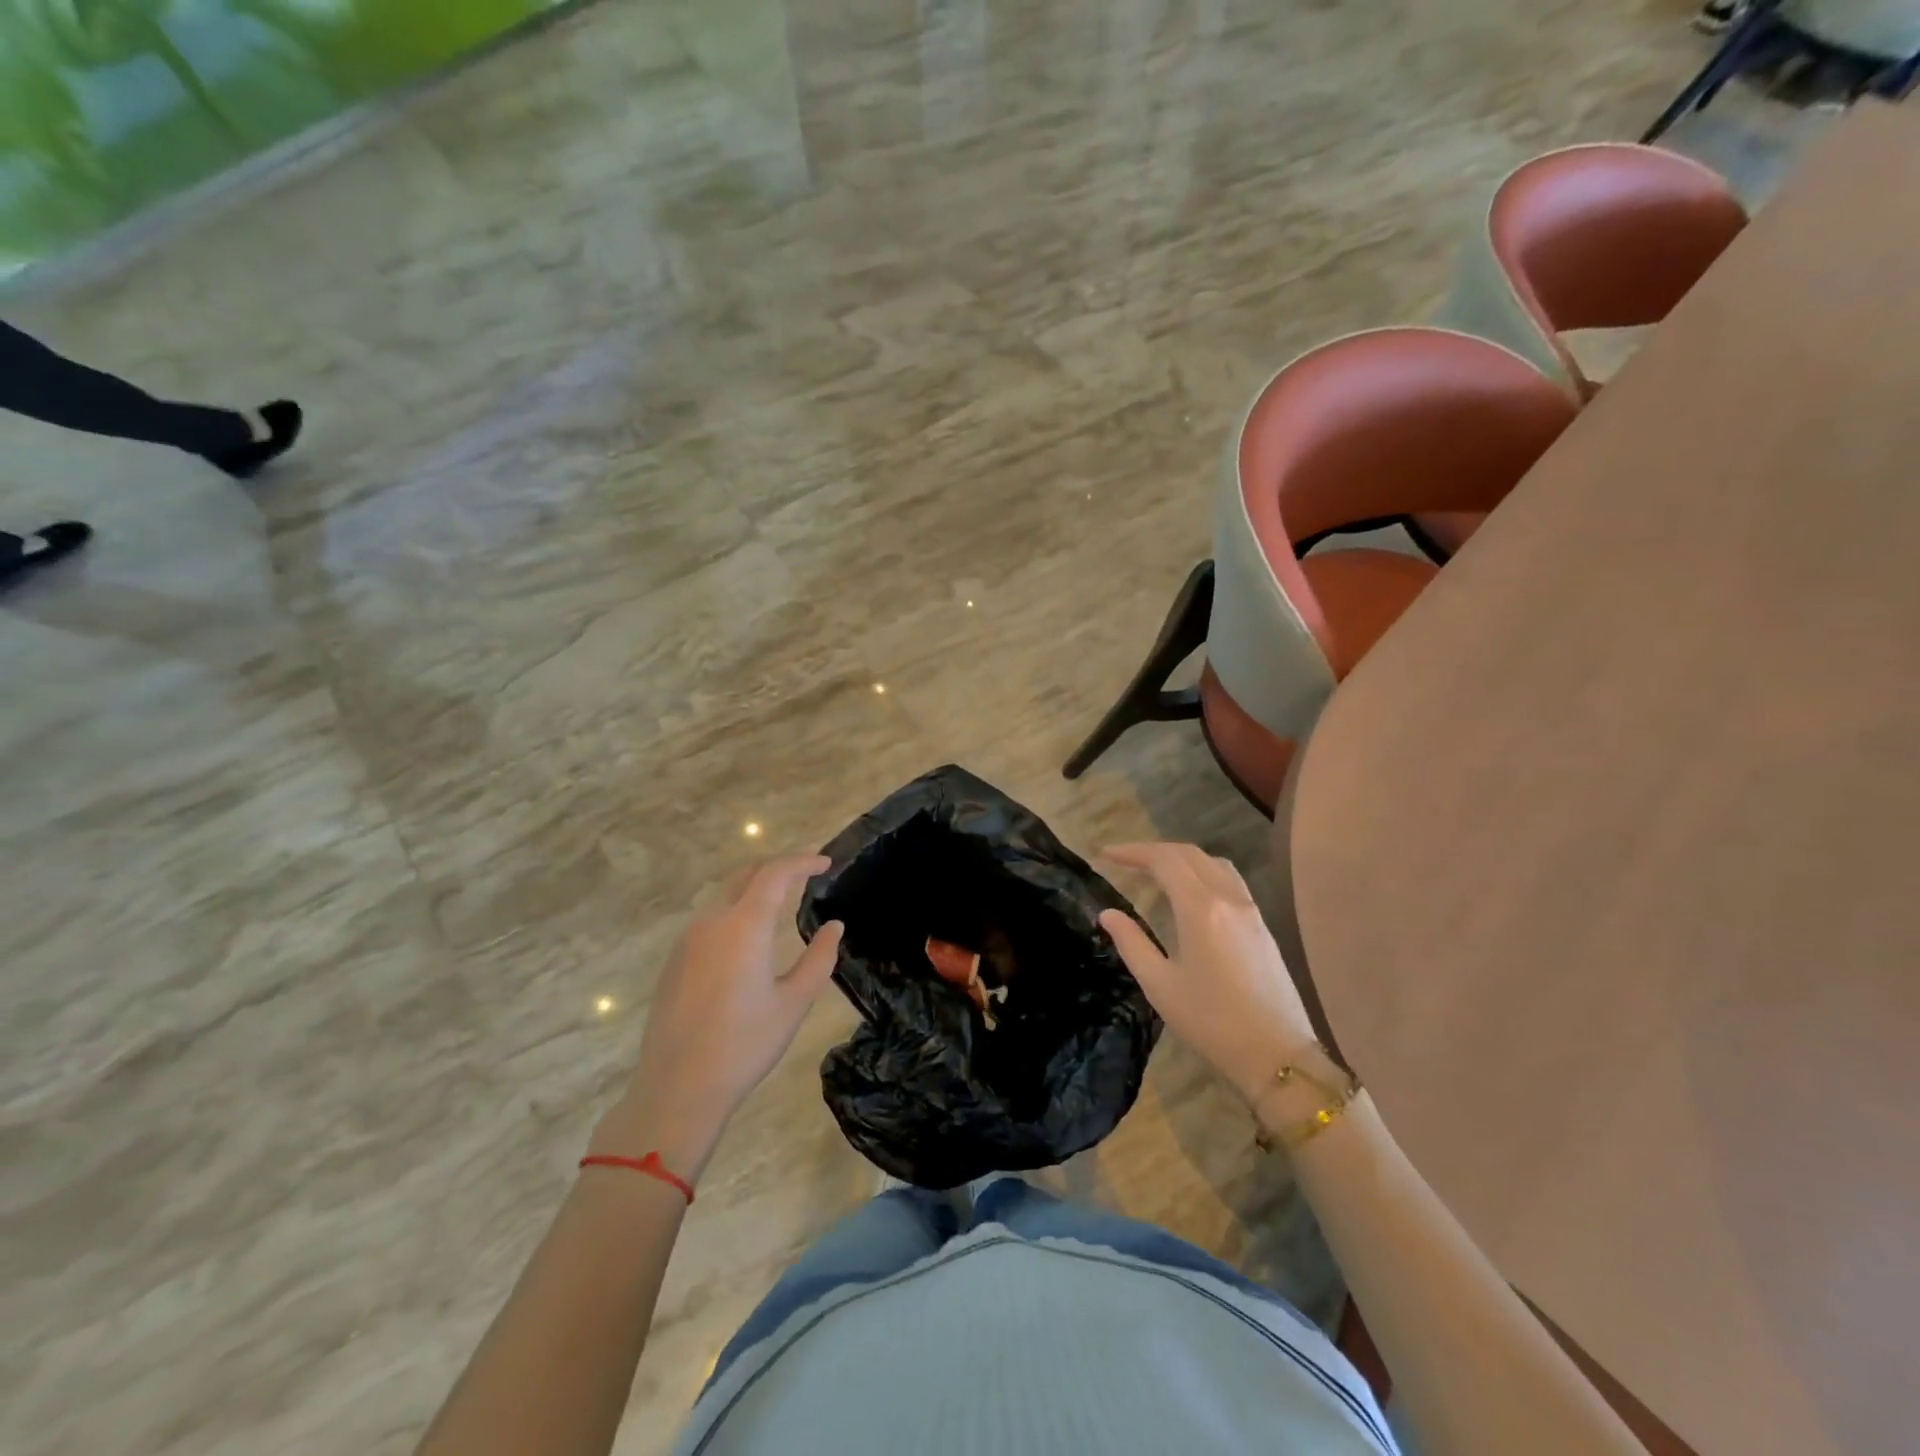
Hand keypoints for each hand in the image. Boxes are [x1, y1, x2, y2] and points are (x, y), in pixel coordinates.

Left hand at [591, 856, 843, 1182]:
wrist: (677, 1088)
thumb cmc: (744, 1045)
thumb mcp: (794, 1002)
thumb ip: (819, 958)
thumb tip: (833, 927)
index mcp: (744, 926)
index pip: (776, 873)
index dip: (803, 861)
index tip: (825, 862)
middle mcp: (712, 922)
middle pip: (746, 875)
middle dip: (778, 867)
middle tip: (806, 875)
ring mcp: (688, 940)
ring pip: (725, 895)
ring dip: (754, 888)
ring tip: (781, 902)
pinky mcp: (674, 960)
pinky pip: (710, 919)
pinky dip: (735, 910)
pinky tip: (748, 937)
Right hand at [1098, 842, 1315, 1107]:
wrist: (1278, 1056)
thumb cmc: (1211, 1023)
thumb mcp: (1160, 985)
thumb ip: (1132, 943)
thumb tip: (1107, 914)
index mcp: (1200, 909)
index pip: (1163, 861)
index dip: (1132, 851)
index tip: (1105, 854)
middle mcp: (1228, 898)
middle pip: (1189, 854)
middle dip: (1153, 851)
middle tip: (1123, 860)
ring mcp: (1250, 910)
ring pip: (1213, 863)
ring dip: (1181, 858)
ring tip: (1155, 871)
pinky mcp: (1262, 925)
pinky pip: (1229, 880)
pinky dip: (1203, 871)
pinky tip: (1191, 893)